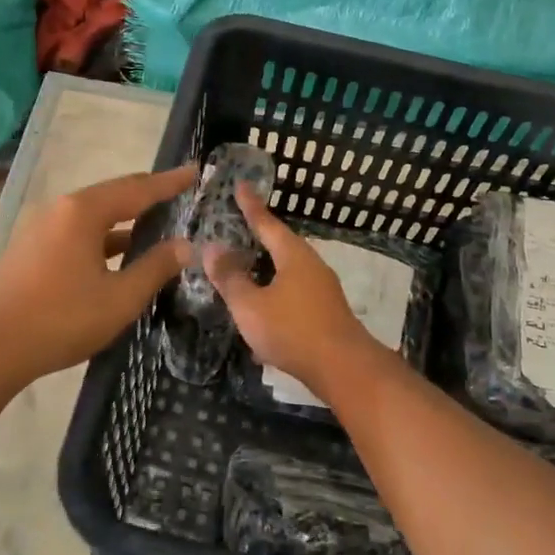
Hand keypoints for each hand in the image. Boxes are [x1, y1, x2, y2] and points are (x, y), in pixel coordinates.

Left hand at [0, 164, 196, 383]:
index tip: (194, 171)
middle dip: (146, 194)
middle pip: (112, 195)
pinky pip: (77, 232)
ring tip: (154, 222)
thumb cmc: (60, 319)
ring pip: (92, 216)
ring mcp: (40, 228)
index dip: (169, 182)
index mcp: (83, 211)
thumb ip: (155, 268)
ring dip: (124, 219)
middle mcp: (60, 210)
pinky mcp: (30, 250)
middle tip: (177, 192)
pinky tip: (116, 254)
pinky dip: (103, 237)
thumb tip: (185, 245)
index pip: (137, 189)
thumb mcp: (120, 298)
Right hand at [204, 183, 385, 395]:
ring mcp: (322, 289)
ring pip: (288, 269)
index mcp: (293, 256)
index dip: (251, 206)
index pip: (267, 223)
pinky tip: (263, 307)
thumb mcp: (250, 305)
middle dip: (260, 236)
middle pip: (281, 244)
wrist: (343, 368)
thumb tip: (212, 248)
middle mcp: (311, 265)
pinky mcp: (326, 311)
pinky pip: (294, 290)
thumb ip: (230, 277)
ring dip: (267, 267)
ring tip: (246, 266)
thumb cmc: (292, 330)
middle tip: (239, 226)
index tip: (241, 185)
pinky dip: (275, 290)